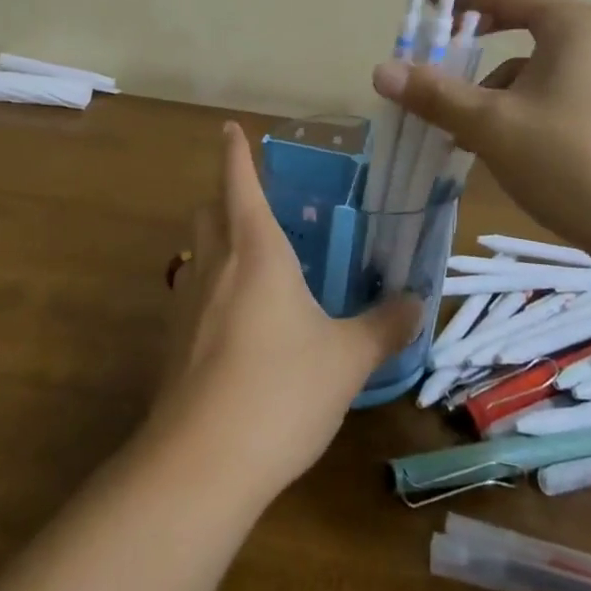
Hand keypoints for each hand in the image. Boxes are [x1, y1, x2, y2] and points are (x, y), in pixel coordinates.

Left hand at [147, 123, 419, 498]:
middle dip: (224, 196)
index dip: (235, 153)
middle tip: (252, 201)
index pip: (239, 183)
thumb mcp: (346, 359)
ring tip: (249, 259)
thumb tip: (417, 302)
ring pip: (196, 252)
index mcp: (256, 250)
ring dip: (215, 241)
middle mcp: (215, 265)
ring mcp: (187, 303)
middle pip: (208, 211)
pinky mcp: (173, 343)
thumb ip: (383, 327)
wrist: (201, 463)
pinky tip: (235, 322)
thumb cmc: (281, 390)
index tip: (229, 128)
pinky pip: (191, 294)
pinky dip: (210, 288)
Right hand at [371, 0, 590, 241]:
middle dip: (474, 39)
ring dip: (490, 85)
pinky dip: (514, 108)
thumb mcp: (492, 125)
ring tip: (455, 120)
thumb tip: (380, 70)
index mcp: (570, 25)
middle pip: (522, 24)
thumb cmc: (572, 161)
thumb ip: (436, 94)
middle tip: (436, 47)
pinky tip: (493, 145)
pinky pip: (547, 94)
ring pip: (532, 67)